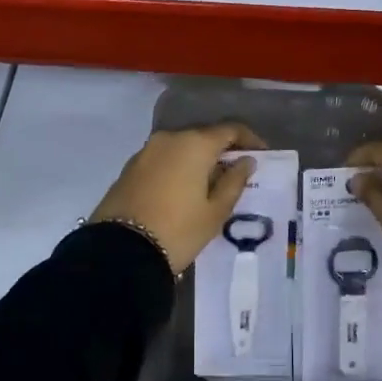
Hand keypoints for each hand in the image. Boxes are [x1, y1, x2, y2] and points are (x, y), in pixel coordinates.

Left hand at [89, 123, 266, 273]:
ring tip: (209, 186)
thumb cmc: (178, 230)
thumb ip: (234, 181)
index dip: (249, 139)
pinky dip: (177, 168)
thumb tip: (245, 161)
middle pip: (203, 137)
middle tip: (236, 174)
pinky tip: (183, 190)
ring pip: (181, 148)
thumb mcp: (215, 211)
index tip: (261, 155)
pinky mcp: (130, 167)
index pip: (229, 130)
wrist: (121, 251)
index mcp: (194, 144)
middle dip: (221, 151)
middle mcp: (169, 138)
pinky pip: (162, 160)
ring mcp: (146, 151)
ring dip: (197, 160)